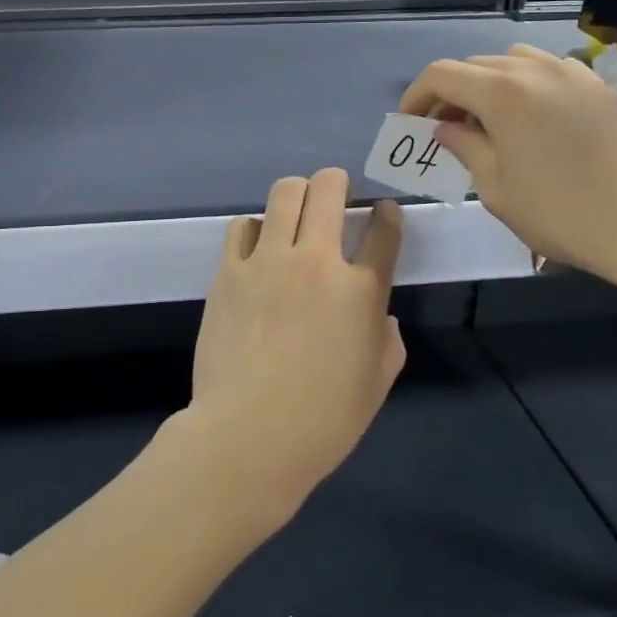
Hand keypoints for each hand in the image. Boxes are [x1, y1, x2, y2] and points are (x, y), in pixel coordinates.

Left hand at [186, 169, 404, 517]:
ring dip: (297, 194)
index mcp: (361, 291)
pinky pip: (241, 226)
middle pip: (329, 189)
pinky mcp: (229, 271)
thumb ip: (387, 341)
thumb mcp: (376, 384)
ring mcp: (268, 262)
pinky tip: (257, 246)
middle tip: (336, 196)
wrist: (250, 434)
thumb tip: (380, 317)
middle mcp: (317, 262)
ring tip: (296, 210)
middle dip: (337, 182)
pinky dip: (254, 228)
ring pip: (284, 193)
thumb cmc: (323, 420)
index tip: (383, 213)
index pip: (383, 231)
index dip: (388, 215)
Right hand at [399, 44, 616, 290]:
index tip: (409, 124)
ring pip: (514, 61)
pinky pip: (550, 71)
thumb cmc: (561, 213)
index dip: (416, 95)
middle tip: (444, 130)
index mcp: (502, 92)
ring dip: (489, 84)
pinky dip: (527, 86)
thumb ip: (464, 148)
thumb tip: (446, 128)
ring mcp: (575, 75)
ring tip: (488, 121)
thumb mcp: (495, 188)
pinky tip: (533, 121)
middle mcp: (536, 70)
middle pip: (476, 65)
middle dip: (451, 93)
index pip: (442, 75)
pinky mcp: (602, 89)